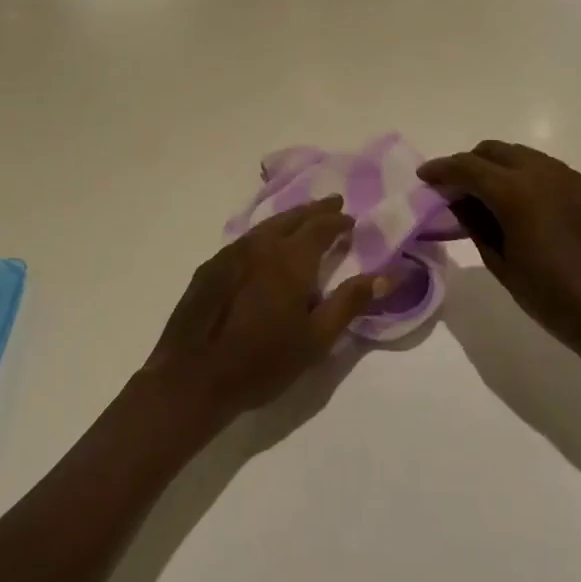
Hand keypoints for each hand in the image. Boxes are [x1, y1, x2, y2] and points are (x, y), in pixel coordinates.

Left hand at [145, 197, 381, 423]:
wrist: (192, 378)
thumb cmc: (262, 362)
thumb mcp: (316, 339)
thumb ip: (350, 302)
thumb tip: (388, 275)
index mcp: (290, 258)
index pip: (321, 227)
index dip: (338, 221)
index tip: (351, 220)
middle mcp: (260, 245)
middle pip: (292, 217)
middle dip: (315, 210)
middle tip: (332, 204)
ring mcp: (230, 253)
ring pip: (266, 225)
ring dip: (289, 219)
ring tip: (302, 220)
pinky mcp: (210, 267)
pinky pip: (245, 241)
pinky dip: (264, 235)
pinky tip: (264, 248)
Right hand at [418, 142, 580, 367]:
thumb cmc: (554, 299)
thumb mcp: (502, 264)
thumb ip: (475, 224)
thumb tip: (457, 201)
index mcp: (516, 191)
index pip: (467, 167)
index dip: (441, 169)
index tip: (423, 177)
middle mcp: (542, 172)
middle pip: (493, 151)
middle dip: (467, 164)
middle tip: (450, 189)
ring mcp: (568, 177)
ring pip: (519, 155)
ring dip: (494, 167)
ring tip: (481, 197)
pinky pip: (542, 168)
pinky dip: (519, 175)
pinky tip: (515, 204)